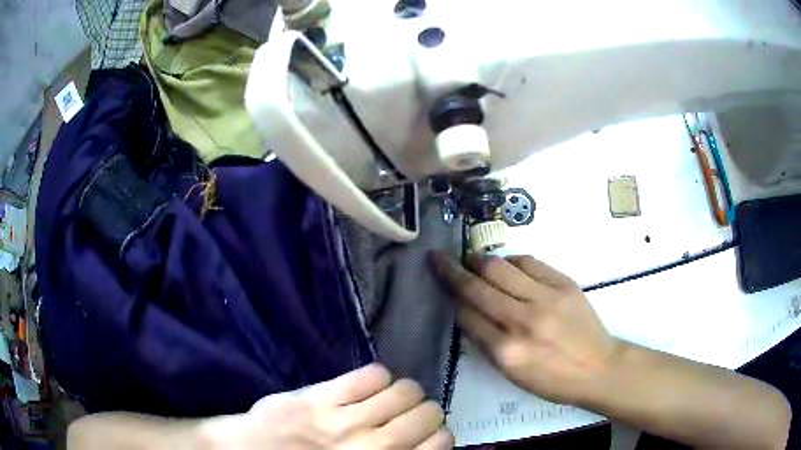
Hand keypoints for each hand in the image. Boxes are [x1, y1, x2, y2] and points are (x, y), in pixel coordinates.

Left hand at [199, 364, 452, 448]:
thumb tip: (423, 445)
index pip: (439, 444)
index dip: (438, 435)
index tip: (427, 435)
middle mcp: (371, 448)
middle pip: (428, 413)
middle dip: (425, 412)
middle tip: (409, 416)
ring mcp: (344, 421)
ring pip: (406, 390)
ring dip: (405, 393)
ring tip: (390, 398)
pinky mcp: (319, 397)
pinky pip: (372, 375)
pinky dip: (379, 378)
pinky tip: (368, 387)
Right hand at [430, 251, 620, 404]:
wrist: (598, 367)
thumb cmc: (553, 380)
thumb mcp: (512, 374)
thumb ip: (487, 343)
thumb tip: (467, 312)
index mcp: (506, 352)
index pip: (467, 315)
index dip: (450, 297)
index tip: (439, 283)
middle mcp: (522, 321)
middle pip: (477, 287)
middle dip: (451, 270)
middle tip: (438, 257)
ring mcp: (545, 298)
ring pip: (500, 267)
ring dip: (478, 260)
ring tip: (470, 257)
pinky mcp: (564, 283)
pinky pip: (529, 262)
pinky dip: (511, 261)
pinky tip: (506, 264)